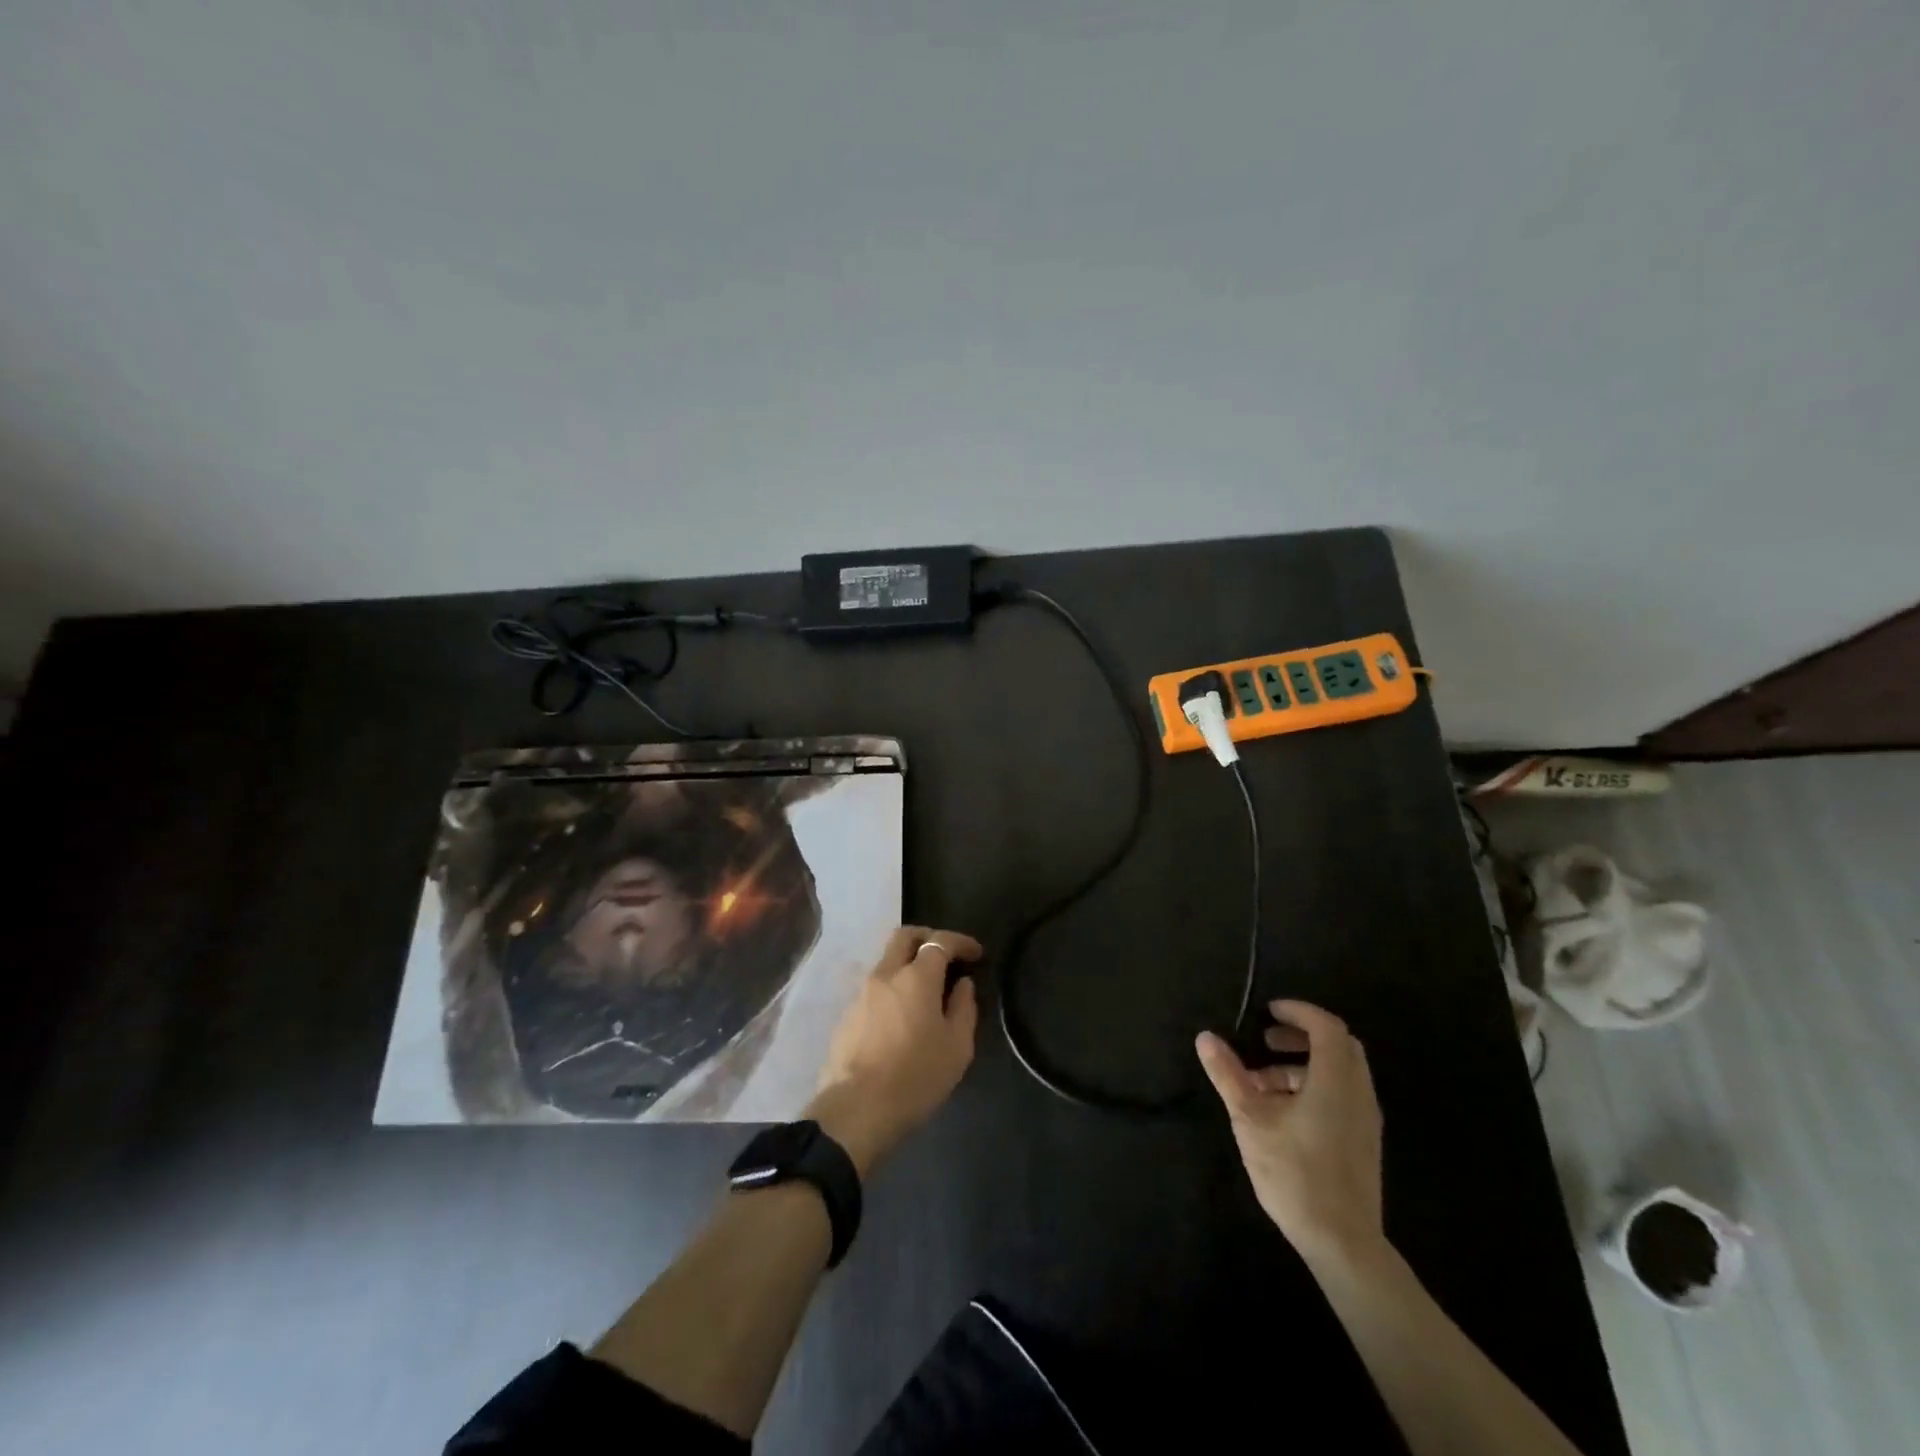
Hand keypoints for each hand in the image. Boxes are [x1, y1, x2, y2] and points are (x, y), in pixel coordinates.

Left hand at [806, 926, 981, 1176]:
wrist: (856, 1110)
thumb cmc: (915, 1077)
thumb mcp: (956, 1047)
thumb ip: (963, 1007)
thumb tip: (962, 984)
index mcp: (916, 977)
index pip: (940, 942)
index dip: (961, 942)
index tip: (976, 953)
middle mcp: (885, 974)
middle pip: (904, 937)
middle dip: (928, 937)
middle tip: (946, 955)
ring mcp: (861, 993)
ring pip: (886, 962)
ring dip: (908, 965)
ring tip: (925, 991)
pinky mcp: (846, 1015)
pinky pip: (874, 988)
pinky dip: (892, 989)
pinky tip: (902, 1015)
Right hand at [1196, 999, 1384, 1270]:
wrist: (1343, 1243)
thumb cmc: (1295, 1173)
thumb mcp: (1250, 1119)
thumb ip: (1228, 1074)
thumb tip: (1205, 1037)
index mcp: (1335, 1081)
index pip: (1326, 1026)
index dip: (1298, 1011)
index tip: (1268, 1011)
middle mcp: (1358, 1093)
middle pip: (1339, 1045)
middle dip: (1301, 1035)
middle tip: (1266, 1041)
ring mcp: (1366, 1119)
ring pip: (1340, 1071)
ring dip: (1304, 1064)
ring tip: (1262, 1083)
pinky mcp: (1364, 1141)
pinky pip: (1343, 1094)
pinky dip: (1315, 1086)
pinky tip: (1283, 1112)